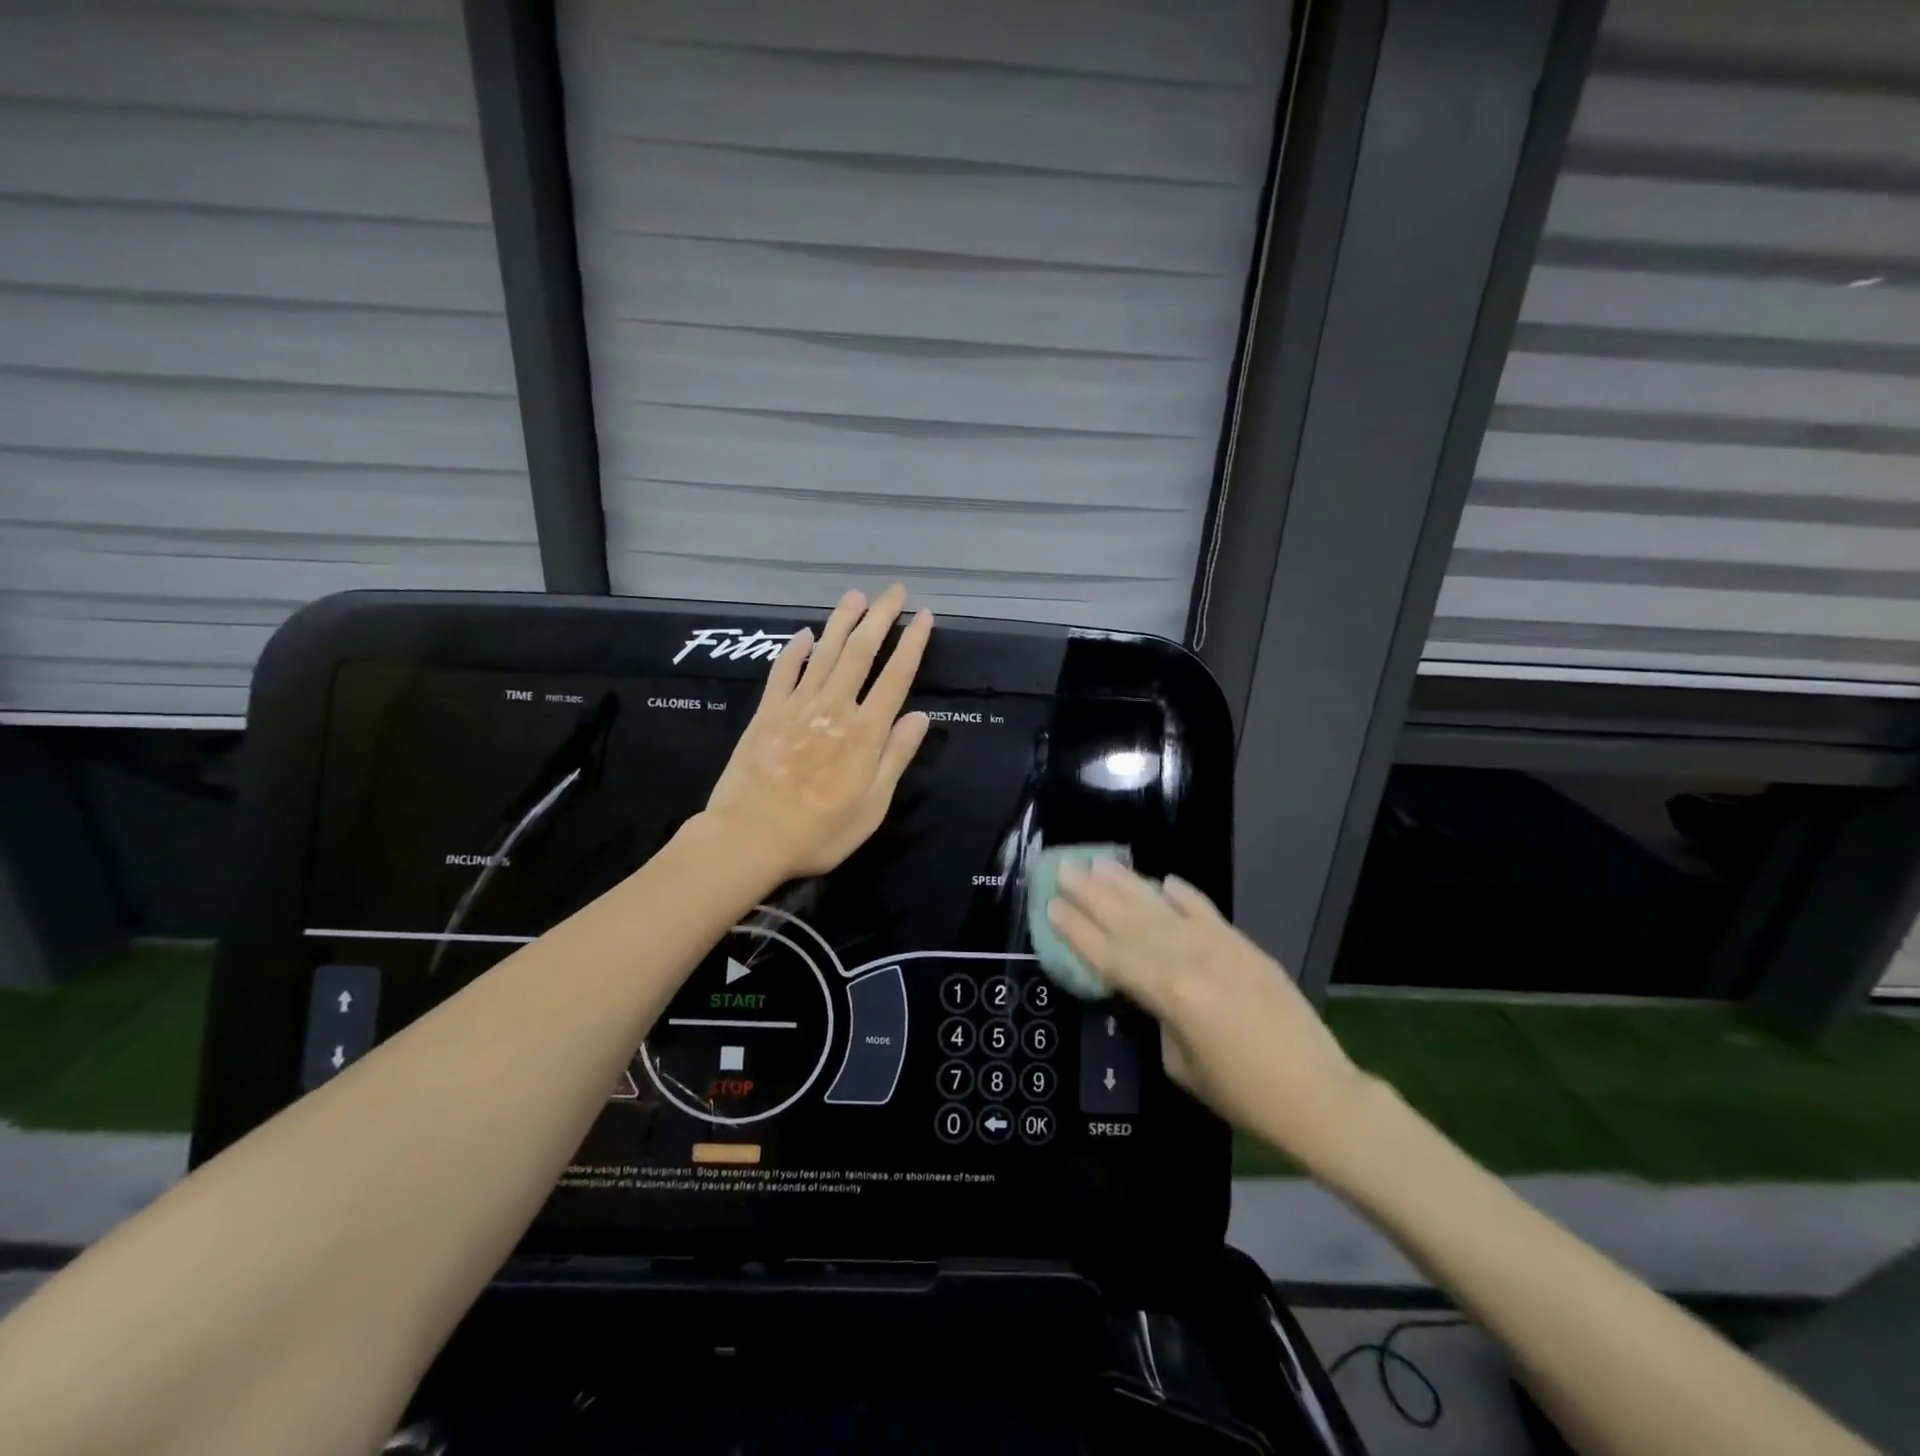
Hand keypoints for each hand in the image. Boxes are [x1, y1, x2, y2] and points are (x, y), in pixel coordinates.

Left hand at [703, 585, 932, 881]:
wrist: (750, 837)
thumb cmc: (820, 832)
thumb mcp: (872, 806)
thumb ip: (896, 757)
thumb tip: (921, 716)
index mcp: (865, 733)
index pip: (896, 677)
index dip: (912, 644)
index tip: (924, 616)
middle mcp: (834, 709)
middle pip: (860, 653)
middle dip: (880, 618)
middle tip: (893, 590)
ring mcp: (797, 706)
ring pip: (824, 653)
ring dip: (842, 621)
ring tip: (856, 596)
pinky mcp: (766, 712)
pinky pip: (783, 671)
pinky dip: (795, 649)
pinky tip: (804, 632)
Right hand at [1048, 862, 1372, 1171]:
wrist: (1318, 1094)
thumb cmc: (1242, 1093)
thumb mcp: (1180, 1064)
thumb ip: (1158, 1016)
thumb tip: (1148, 988)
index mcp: (1169, 994)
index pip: (1111, 955)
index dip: (1078, 931)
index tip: (1052, 904)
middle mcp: (1189, 960)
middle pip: (1130, 922)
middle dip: (1093, 895)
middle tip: (1065, 868)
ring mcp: (1219, 947)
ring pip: (1162, 909)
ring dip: (1128, 885)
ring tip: (1100, 863)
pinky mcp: (1244, 946)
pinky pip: (1206, 912)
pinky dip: (1183, 895)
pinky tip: (1163, 880)